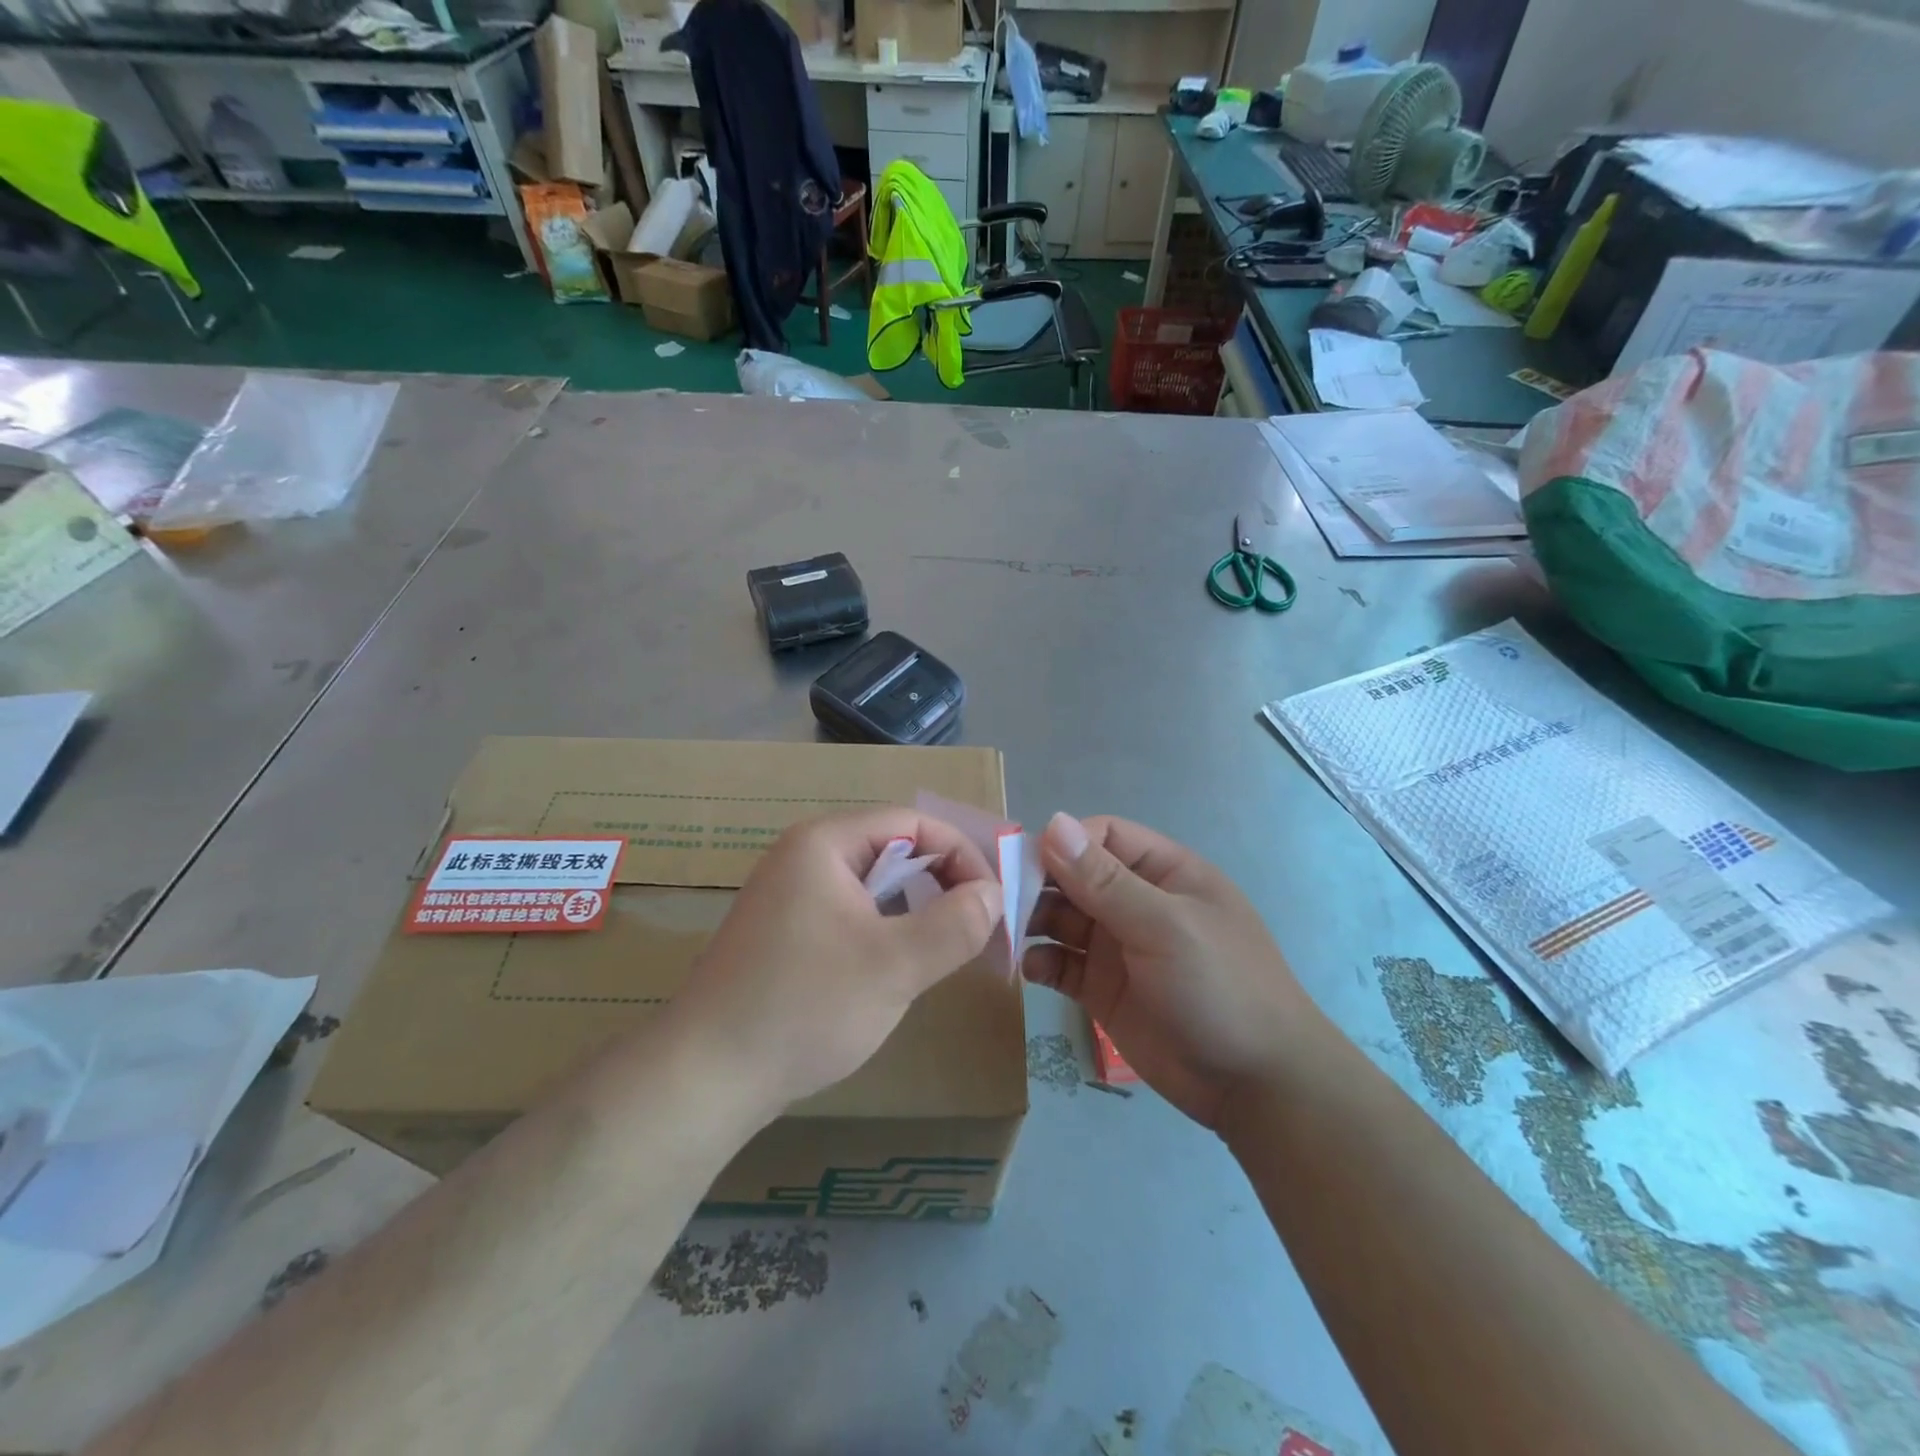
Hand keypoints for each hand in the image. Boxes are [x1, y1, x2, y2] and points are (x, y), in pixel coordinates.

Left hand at [668, 808, 1003, 1120]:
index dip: (962, 855)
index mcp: (825, 843)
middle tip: (979, 928)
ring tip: (947, 950)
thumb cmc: (805, 1006)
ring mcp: (790, 895)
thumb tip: (993, 894)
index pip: (913, 823)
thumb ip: (956, 924)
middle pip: (893, 849)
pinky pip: (851, 913)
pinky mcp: (785, 932)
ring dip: (917, 910)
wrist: (704, 1077)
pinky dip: (886, 930)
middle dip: (943, 883)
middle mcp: (804, 856)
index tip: (995, 901)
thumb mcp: (895, 965)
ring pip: (874, 885)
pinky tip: (900, 968)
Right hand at [1024, 813, 1311, 1129]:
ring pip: (1061, 919)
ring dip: (1033, 922)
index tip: (1026, 864)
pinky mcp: (1103, 990)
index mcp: (1163, 873)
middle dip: (1039, 884)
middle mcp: (1136, 903)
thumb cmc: (1220, 987)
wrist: (1256, 1085)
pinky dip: (1041, 962)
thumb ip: (1105, 880)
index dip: (1064, 844)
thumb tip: (1052, 822)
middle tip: (1001, 902)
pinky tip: (1033, 972)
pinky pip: (1061, 965)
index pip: (1102, 837)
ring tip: (1007, 934)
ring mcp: (1118, 947)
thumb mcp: (1164, 926)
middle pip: (1075, 876)